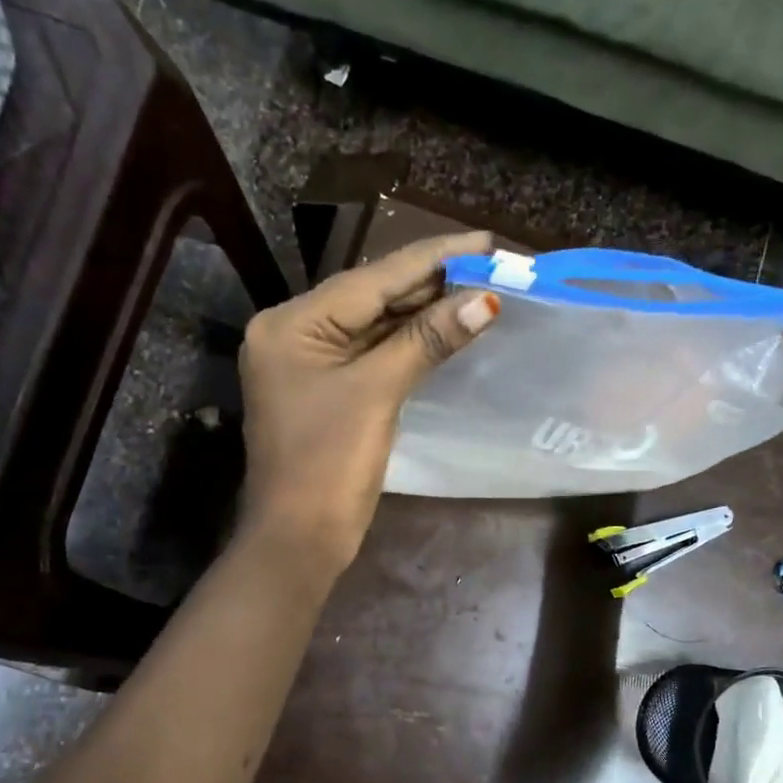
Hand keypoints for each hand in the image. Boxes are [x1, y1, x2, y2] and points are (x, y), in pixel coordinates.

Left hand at [237, 231, 497, 573]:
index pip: (371, 278)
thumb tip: (485, 300)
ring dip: (423, 313)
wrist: (299, 541)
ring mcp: (309, 366)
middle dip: (430, 284)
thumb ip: (427, 340)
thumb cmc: (329, 465)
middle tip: (491, 264)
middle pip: (371, 298)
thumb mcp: (377, 393)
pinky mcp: (327, 393)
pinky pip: (372, 356)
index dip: (431, 259)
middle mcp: (293, 334)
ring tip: (479, 289)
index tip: (484, 242)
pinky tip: (445, 329)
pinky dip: (408, 345)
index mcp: (291, 324)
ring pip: (374, 327)